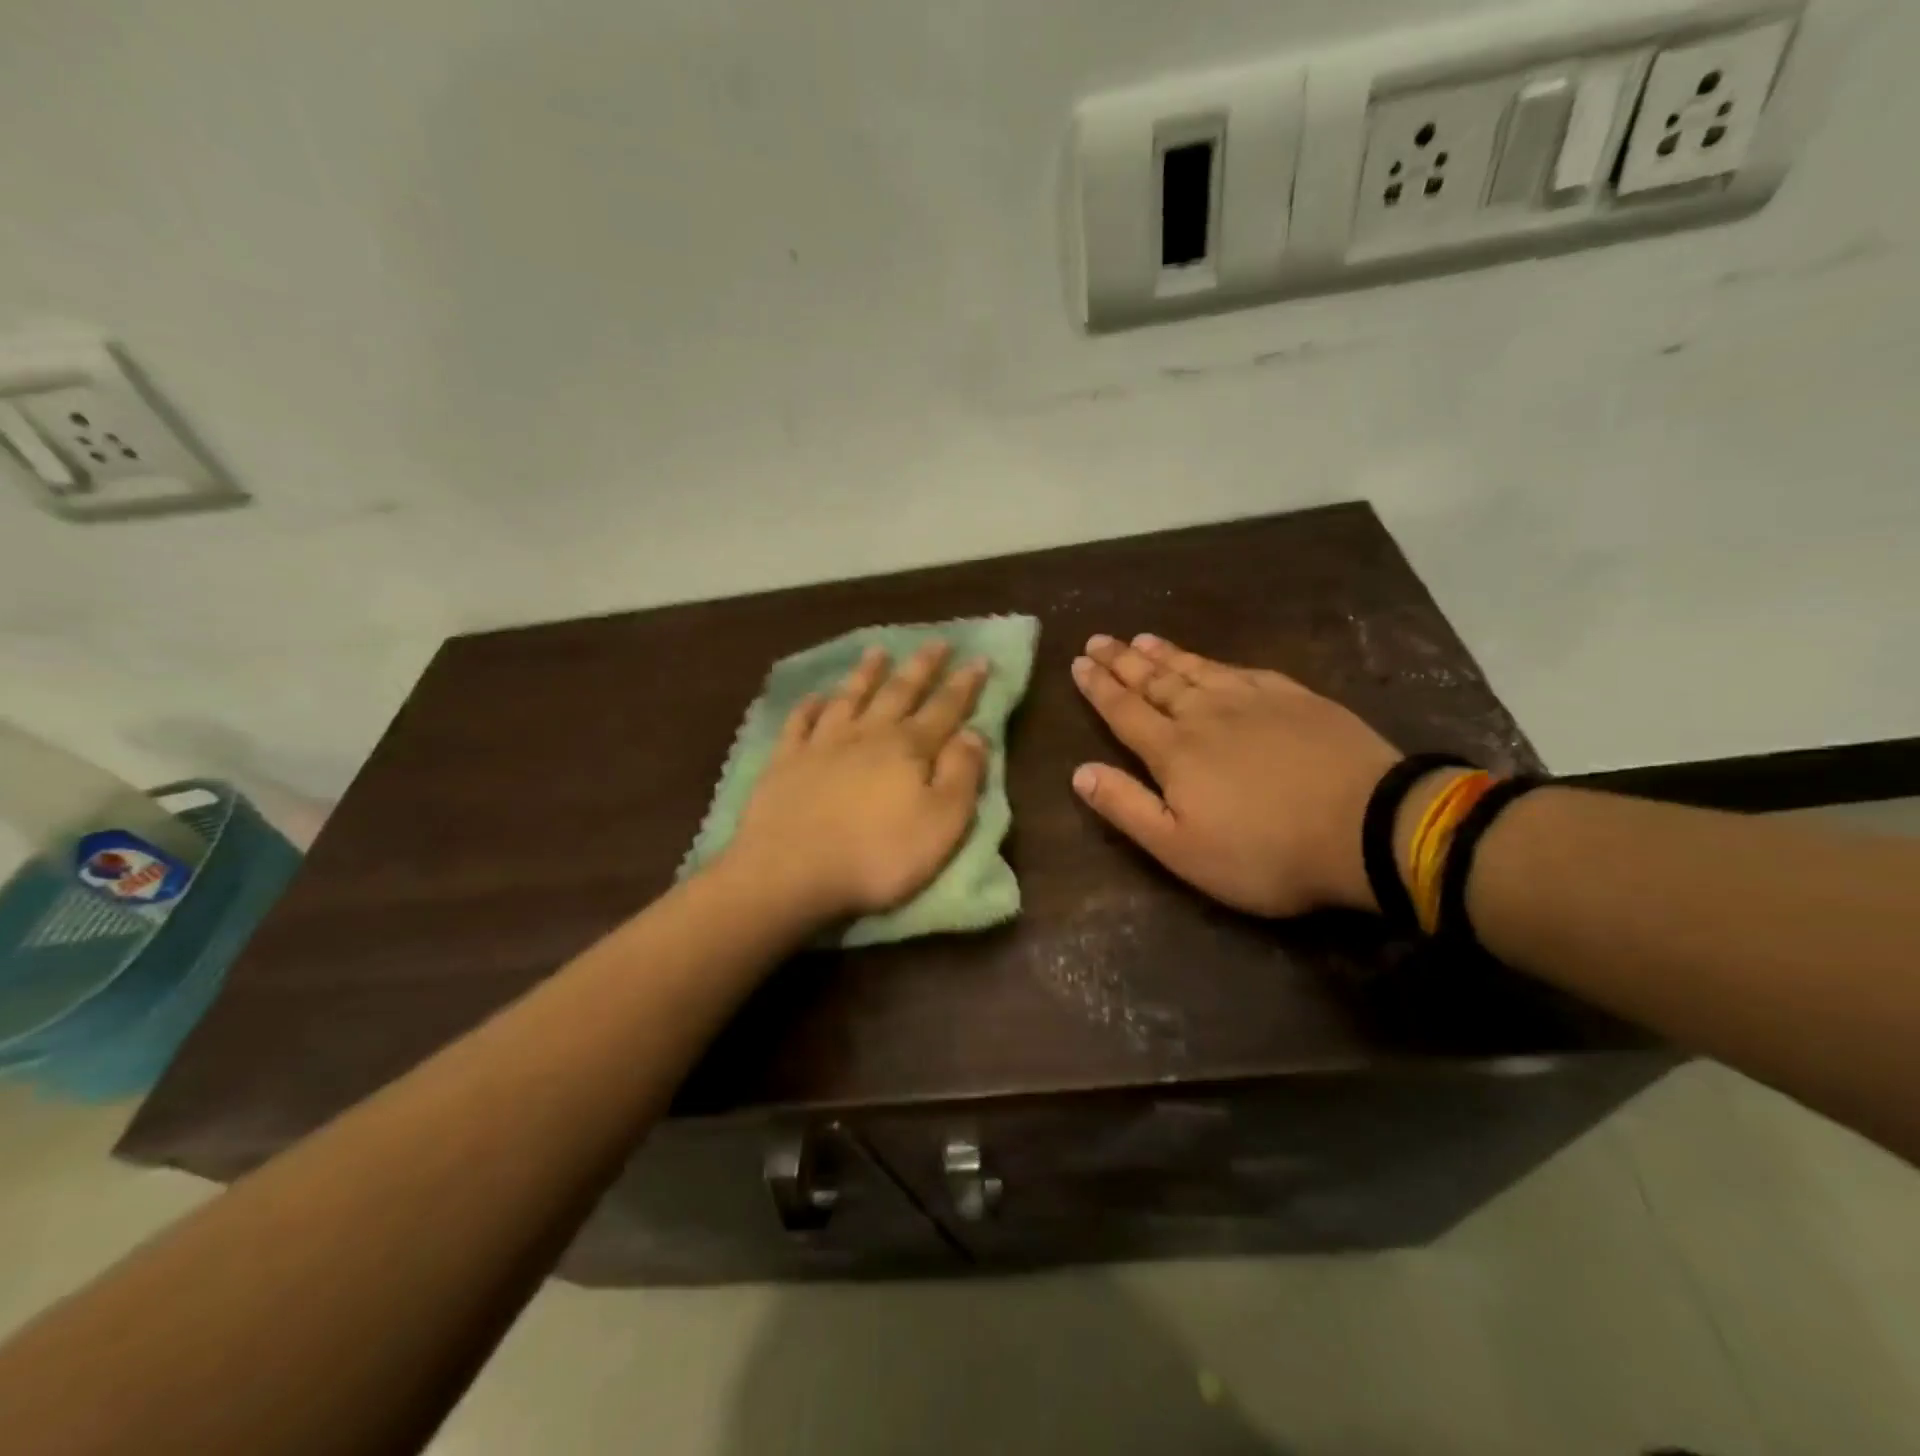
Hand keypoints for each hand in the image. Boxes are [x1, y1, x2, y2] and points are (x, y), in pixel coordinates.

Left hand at [727, 642, 990, 924]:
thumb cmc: (877, 855)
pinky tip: (815, 696)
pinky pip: (799, 723)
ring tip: (877, 651)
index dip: (964, 685)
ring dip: (866, 674)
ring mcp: (822, 745)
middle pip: (899, 692)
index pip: (945, 709)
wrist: (790, 871)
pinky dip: (809, 707)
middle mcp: (867, 735)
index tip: (978, 658)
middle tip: (937, 641)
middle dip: (921, 667)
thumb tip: (975, 734)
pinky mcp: (785, 762)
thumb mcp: (941, 824)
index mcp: (909, 749)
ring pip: (850, 698)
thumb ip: (962, 776)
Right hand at [1070, 634, 1400, 915]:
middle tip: (1100, 639)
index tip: (1078, 662)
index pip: (1124, 711)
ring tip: (1142, 638)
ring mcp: (1254, 701)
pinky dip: (1216, 662)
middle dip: (1123, 660)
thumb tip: (1079, 772)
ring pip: (1197, 669)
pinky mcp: (1295, 699)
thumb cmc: (1265, 852)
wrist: (1367, 828)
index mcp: (1174, 750)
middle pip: (1155, 681)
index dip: (1099, 687)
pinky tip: (1212, 661)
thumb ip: (1127, 807)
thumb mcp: (1181, 849)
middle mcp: (1206, 714)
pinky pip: (1243, 670)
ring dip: (1165, 654)